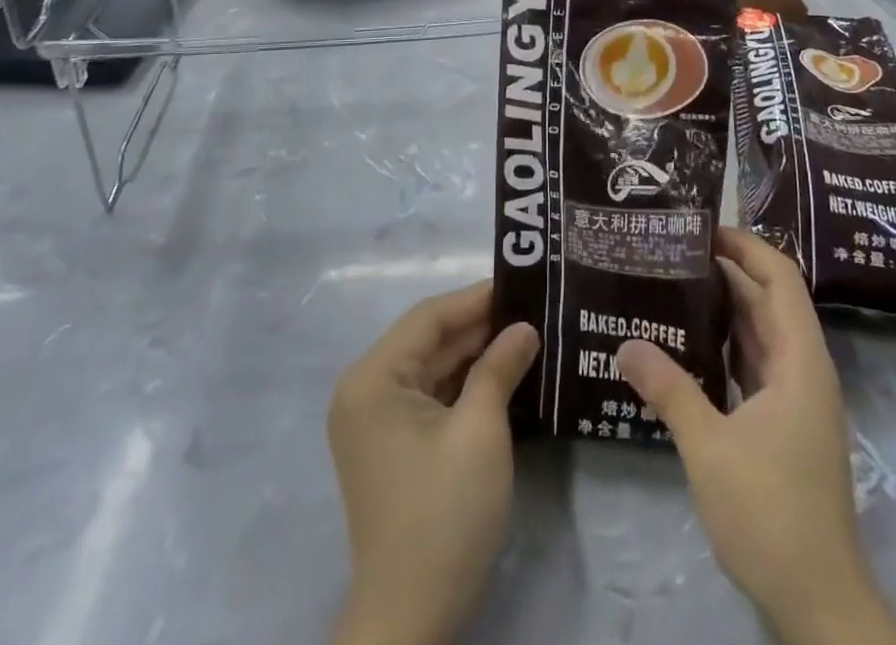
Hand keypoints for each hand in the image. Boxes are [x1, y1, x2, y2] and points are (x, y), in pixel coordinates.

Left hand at [328, 280, 539, 644]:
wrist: (411, 618)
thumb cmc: (444, 514)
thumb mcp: (480, 431)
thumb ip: (500, 367)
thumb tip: (524, 328)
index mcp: (373, 378)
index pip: (429, 317)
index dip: (476, 298)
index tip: (522, 284)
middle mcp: (364, 390)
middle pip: (428, 340)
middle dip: (478, 326)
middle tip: (531, 309)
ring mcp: (373, 420)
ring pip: (430, 368)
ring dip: (473, 354)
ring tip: (524, 334)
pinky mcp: (388, 445)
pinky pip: (427, 396)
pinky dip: (462, 384)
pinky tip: (500, 374)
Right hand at [617, 228, 895, 644]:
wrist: (819, 601)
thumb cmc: (771, 513)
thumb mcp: (709, 447)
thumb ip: (668, 389)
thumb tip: (624, 343)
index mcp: (800, 361)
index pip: (781, 278)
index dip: (746, 246)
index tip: (701, 229)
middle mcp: (803, 369)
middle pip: (768, 300)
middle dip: (725, 271)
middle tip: (671, 253)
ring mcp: (796, 399)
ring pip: (760, 333)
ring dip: (722, 309)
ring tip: (671, 286)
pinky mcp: (785, 424)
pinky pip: (754, 365)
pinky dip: (724, 347)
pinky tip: (686, 346)